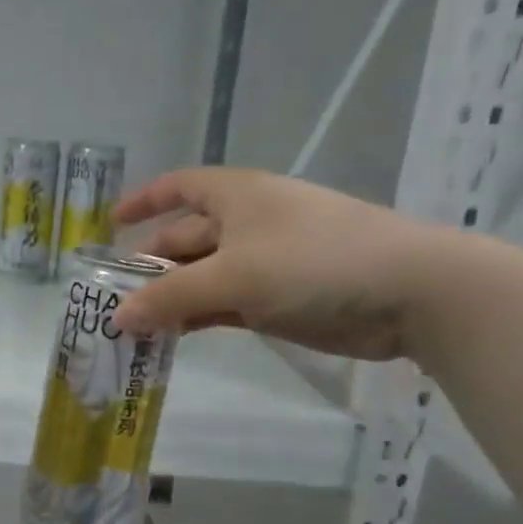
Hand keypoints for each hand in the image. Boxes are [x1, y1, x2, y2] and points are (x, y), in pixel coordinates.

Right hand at [113, 167, 449, 360]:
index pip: (178, 187)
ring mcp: (264, 261)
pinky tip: (171, 336)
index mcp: (235, 196)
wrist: (412, 292)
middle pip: (184, 238)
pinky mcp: (279, 296)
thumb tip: (115, 318)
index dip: (144, 201)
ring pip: (202, 276)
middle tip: (112, 297)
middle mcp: (246, 222)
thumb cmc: (313, 262)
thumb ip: (169, 298)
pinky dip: (197, 316)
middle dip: (148, 265)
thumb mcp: (232, 277)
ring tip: (132, 326)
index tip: (110, 225)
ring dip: (170, 298)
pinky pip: (224, 303)